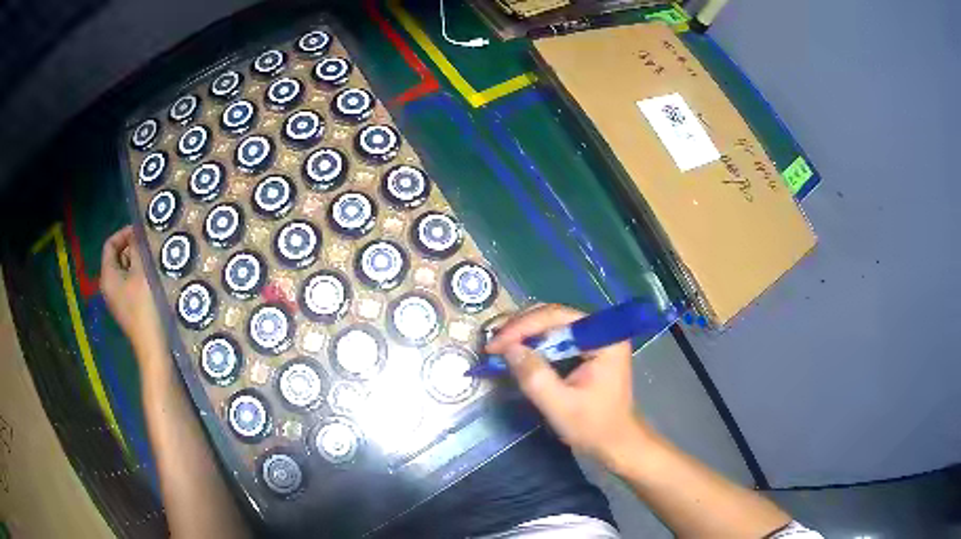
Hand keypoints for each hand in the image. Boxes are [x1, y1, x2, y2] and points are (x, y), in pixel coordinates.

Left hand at [100, 226, 164, 359]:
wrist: (152, 347)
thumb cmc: (145, 307)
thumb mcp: (141, 272)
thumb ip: (136, 249)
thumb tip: (135, 232)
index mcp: (107, 276)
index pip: (109, 244)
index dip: (124, 233)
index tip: (141, 232)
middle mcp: (108, 286)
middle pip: (116, 257)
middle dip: (132, 248)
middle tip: (149, 246)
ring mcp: (117, 300)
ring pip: (124, 271)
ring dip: (137, 263)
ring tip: (153, 260)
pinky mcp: (127, 309)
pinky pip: (129, 285)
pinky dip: (139, 277)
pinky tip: (153, 279)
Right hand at [485, 304, 650, 464]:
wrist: (616, 444)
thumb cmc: (594, 427)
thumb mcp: (560, 406)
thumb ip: (534, 376)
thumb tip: (508, 349)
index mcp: (604, 339)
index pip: (558, 317)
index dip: (523, 327)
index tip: (495, 344)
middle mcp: (600, 331)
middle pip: (554, 316)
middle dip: (520, 327)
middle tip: (492, 342)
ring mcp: (593, 340)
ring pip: (551, 325)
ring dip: (523, 334)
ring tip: (497, 345)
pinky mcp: (585, 351)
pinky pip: (554, 339)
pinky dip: (532, 344)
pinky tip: (514, 351)